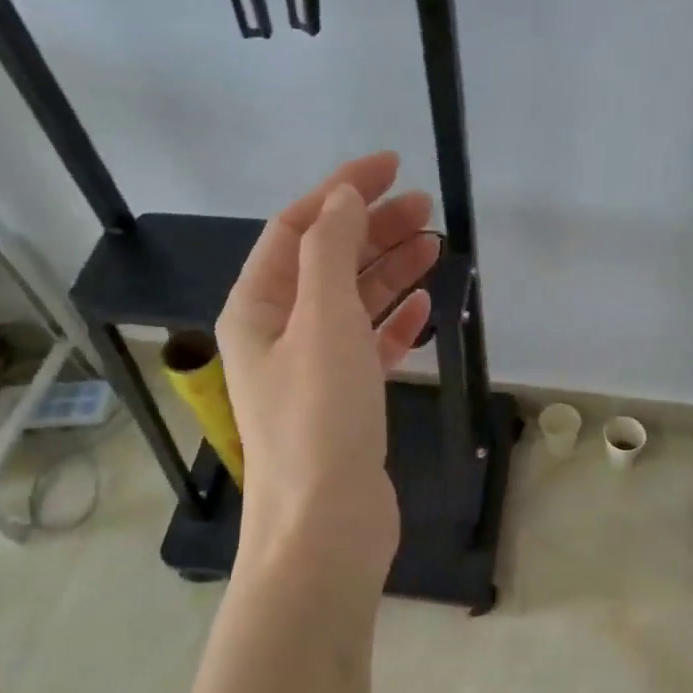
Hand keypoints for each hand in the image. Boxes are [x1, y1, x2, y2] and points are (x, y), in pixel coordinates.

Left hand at [216, 152, 439, 580]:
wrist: (326, 525)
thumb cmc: (320, 418)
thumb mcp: (323, 320)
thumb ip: (331, 250)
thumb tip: (343, 196)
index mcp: (256, 308)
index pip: (296, 229)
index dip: (340, 191)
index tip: (391, 167)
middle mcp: (277, 334)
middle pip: (326, 263)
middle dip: (372, 229)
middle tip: (426, 208)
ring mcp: (311, 371)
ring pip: (352, 304)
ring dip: (389, 272)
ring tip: (435, 246)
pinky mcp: (344, 403)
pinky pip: (369, 347)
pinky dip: (394, 324)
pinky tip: (424, 308)